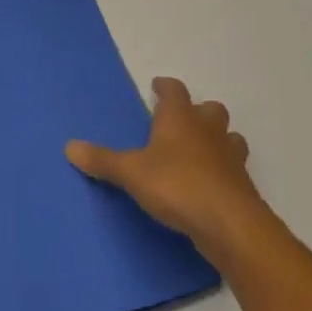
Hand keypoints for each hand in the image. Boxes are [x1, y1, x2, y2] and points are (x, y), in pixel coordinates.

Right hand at [67, 78, 265, 261]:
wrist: (229, 224)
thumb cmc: (177, 185)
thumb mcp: (131, 173)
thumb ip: (102, 160)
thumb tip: (69, 146)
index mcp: (180, 118)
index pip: (175, 90)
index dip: (166, 87)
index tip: (158, 86)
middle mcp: (208, 130)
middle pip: (210, 109)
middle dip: (198, 112)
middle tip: (182, 122)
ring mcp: (230, 157)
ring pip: (229, 137)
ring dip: (218, 140)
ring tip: (202, 152)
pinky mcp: (243, 186)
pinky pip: (235, 169)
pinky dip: (224, 171)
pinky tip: (212, 185)